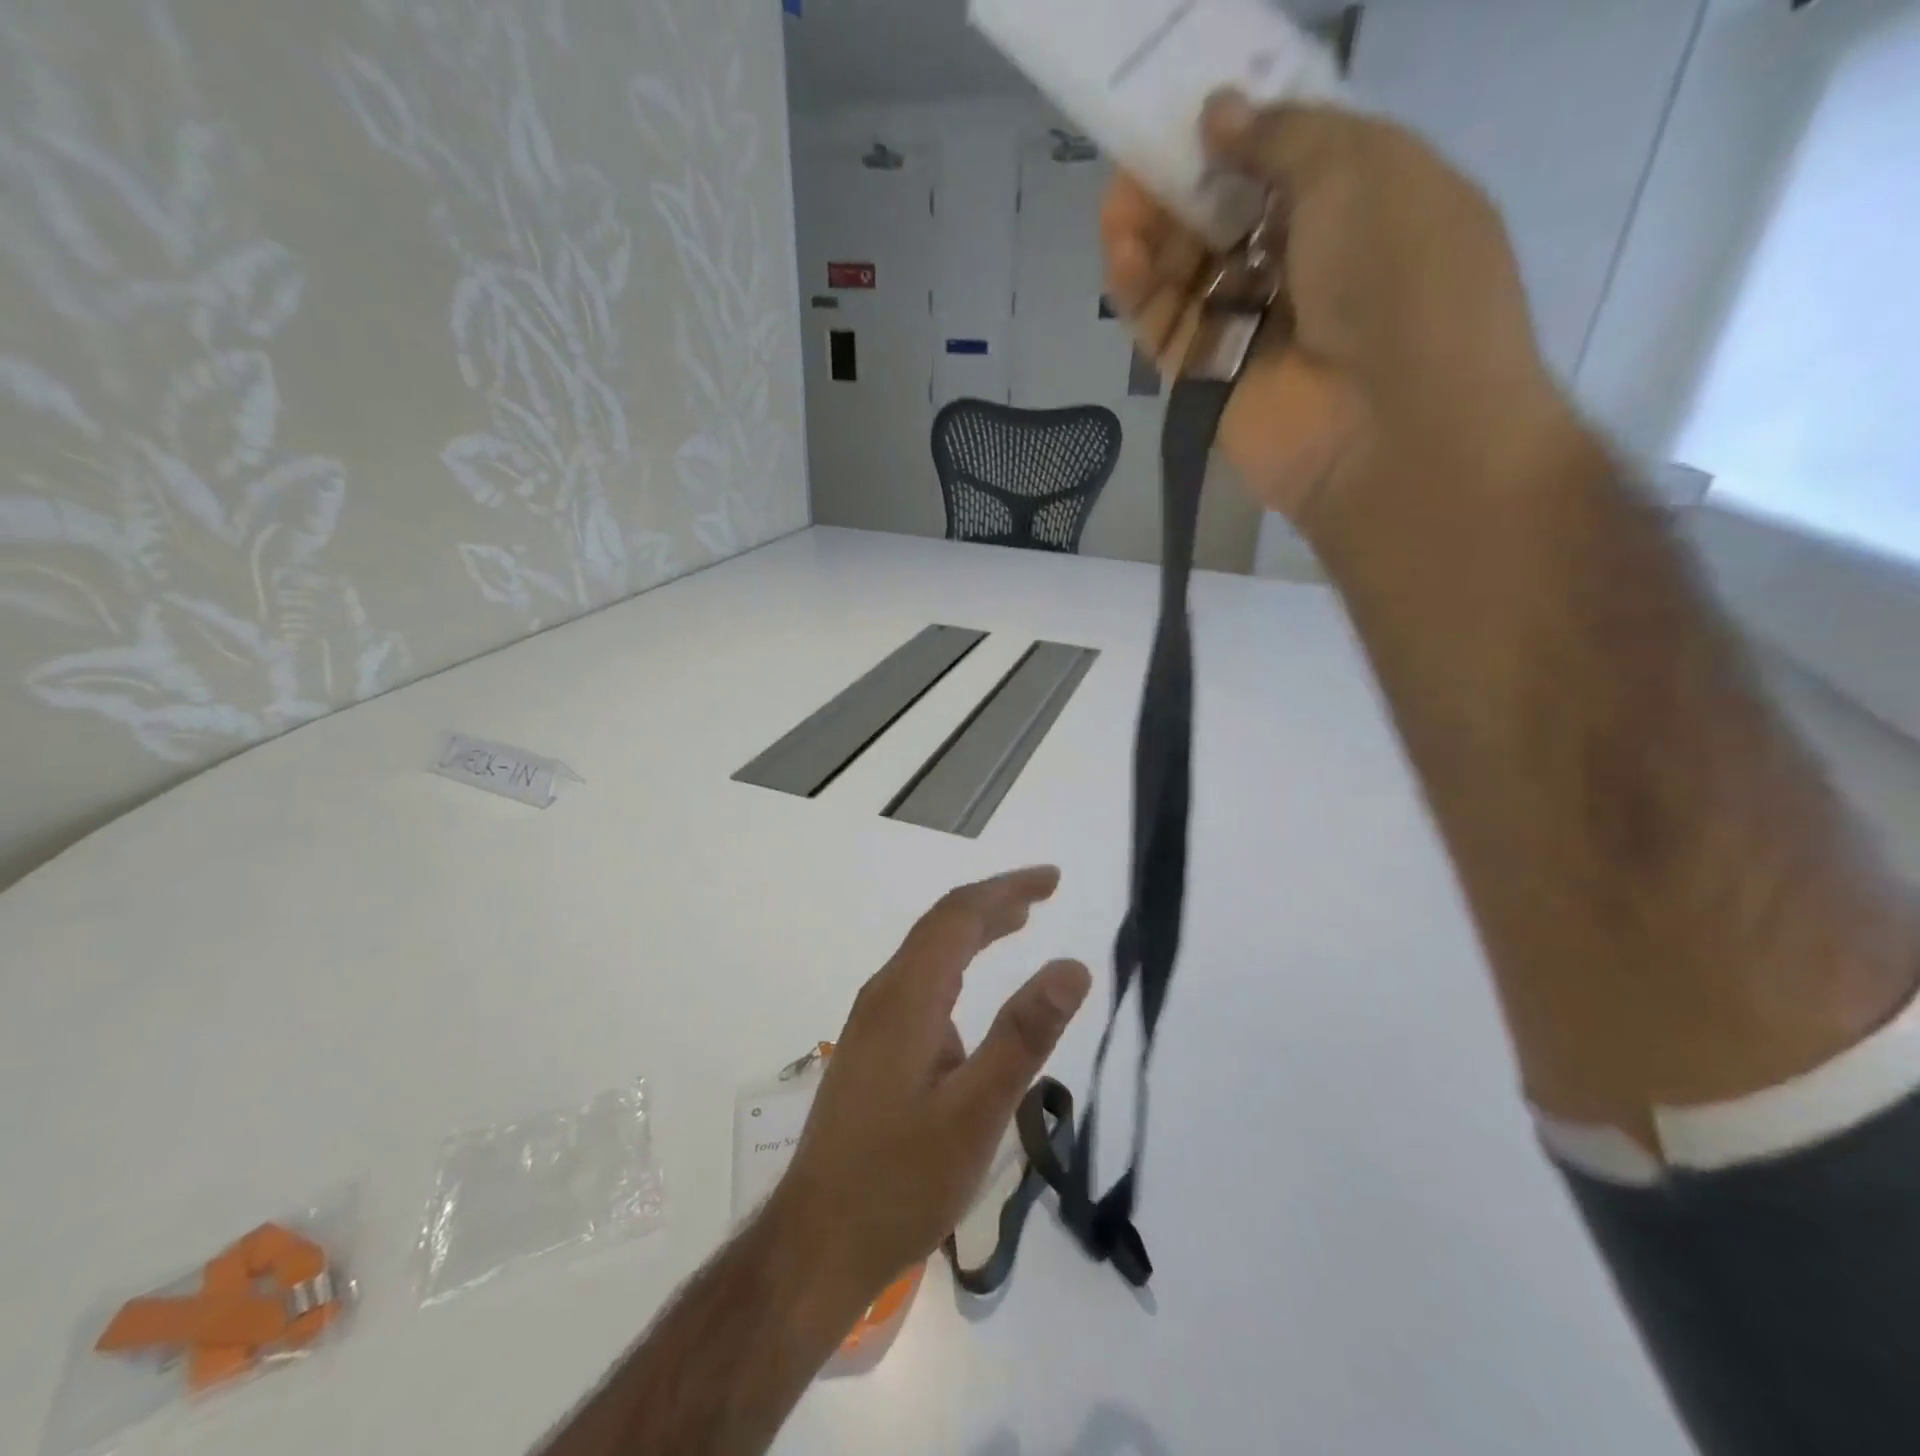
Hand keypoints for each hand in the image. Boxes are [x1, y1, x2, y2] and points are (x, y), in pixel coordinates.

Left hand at [768, 867, 1091, 1303]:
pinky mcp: (872, 1047)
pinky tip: (970, 990)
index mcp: (908, 996)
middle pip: (941, 925)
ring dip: (973, 930)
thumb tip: (1072, 966)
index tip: (1053, 880)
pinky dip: (956, 963)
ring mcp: (872, 1021)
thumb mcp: (976, 1113)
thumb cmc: (901, 1180)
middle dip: (994, 901)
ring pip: (928, 952)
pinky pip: (919, 981)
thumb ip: (1024, 1036)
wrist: (818, 1241)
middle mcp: (884, 994)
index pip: (960, 916)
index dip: (1007, 888)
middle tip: (1044, 893)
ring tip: (1017, 923)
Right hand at [1101, 90, 1570, 548]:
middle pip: (1222, 212)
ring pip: (1183, 269)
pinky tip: (1121, 253)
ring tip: (1121, 205)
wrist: (1391, 427)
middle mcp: (1301, 264)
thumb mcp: (1360, 167)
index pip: (1281, 155)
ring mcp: (1249, 327)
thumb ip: (1283, 134)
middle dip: (1181, 178)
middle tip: (1141, 152)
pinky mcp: (1205, 379)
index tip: (1190, 101)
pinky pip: (1162, 325)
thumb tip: (1216, 113)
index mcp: (1357, 201)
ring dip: (1149, 229)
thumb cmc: (1400, 277)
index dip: (1236, 124)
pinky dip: (1137, 288)